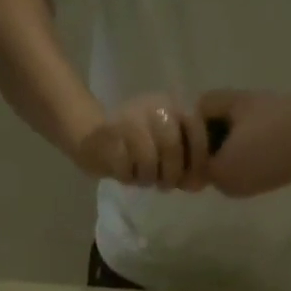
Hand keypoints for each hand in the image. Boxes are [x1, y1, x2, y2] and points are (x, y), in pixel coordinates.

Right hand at [72, 94, 211, 190]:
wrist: (91, 136)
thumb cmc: (135, 148)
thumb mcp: (165, 151)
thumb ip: (184, 163)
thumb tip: (199, 184)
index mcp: (172, 105)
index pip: (195, 126)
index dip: (198, 157)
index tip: (193, 181)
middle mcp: (153, 106)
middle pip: (172, 146)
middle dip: (171, 174)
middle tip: (164, 185)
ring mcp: (130, 118)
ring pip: (148, 159)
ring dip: (147, 178)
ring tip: (142, 179)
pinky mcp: (109, 135)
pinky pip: (126, 167)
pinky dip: (127, 177)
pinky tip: (125, 174)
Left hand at [197, 89, 290, 198]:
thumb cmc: (277, 116)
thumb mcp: (237, 102)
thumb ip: (209, 106)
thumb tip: (196, 112)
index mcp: (218, 173)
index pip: (192, 157)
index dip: (198, 135)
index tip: (211, 114)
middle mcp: (228, 189)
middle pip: (208, 165)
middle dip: (212, 143)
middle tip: (228, 115)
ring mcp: (247, 191)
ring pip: (226, 168)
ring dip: (229, 149)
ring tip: (248, 122)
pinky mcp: (264, 188)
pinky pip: (244, 171)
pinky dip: (245, 155)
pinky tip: (262, 135)